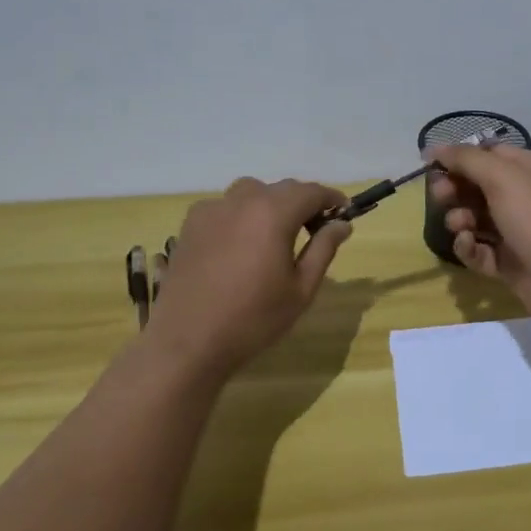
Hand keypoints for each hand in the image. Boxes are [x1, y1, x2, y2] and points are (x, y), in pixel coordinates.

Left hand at [141, 177, 352, 381]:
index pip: (311, 191)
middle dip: (302, 202)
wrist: (187, 342)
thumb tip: (341, 224)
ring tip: (275, 234)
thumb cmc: (253, 318)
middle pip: (281, 189)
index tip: (343, 213)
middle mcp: (242, 201)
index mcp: (273, 213)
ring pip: (251, 193)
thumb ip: (323, 249)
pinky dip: (241, 215)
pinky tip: (240, 244)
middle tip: (315, 229)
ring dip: (270, 204)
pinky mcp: (190, 225)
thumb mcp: (301, 288)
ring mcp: (211, 210)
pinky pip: (224, 207)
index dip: (331, 198)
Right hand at [427, 144, 530, 316]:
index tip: (431, 165)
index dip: (460, 158)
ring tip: (460, 227)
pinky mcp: (509, 261)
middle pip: (479, 186)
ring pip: (476, 218)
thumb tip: (435, 148)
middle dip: (455, 190)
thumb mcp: (502, 177)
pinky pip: (480, 248)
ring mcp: (518, 230)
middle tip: (440, 196)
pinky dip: (470, 246)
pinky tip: (469, 246)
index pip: (490, 154)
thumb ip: (466, 159)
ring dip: (460, 219)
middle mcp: (527, 196)